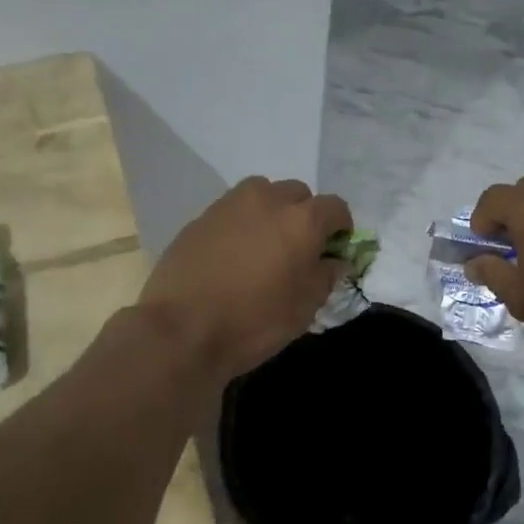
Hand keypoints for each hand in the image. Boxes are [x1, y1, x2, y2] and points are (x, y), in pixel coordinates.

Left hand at [139, 177, 352, 380]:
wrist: (181, 329)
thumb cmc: (254, 322)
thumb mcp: (304, 307)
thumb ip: (326, 276)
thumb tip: (334, 260)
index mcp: (301, 220)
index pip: (335, 207)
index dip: (341, 228)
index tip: (335, 249)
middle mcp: (267, 199)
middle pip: (298, 193)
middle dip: (305, 215)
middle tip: (299, 248)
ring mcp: (230, 204)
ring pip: (263, 194)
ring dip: (272, 211)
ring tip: (265, 245)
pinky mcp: (200, 217)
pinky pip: (233, 210)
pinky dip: (242, 223)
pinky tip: (234, 254)